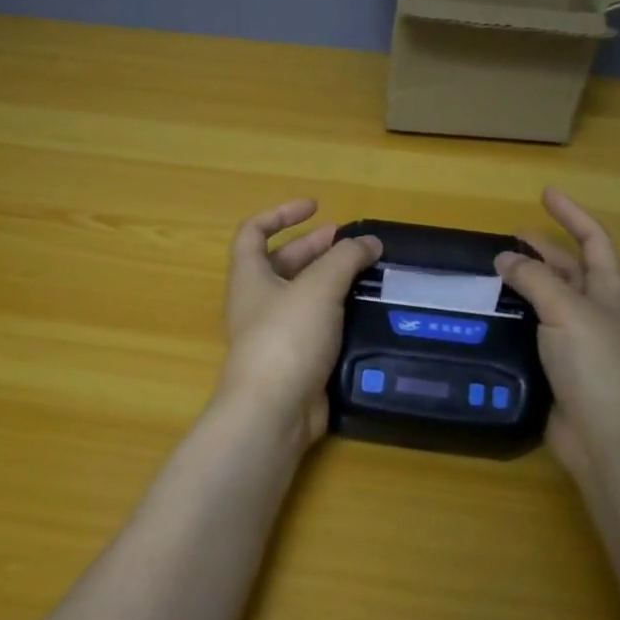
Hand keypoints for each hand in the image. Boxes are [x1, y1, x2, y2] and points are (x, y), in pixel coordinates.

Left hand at [217, 200, 382, 449]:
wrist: (274, 412)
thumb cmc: (287, 337)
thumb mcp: (318, 287)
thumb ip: (346, 259)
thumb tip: (370, 242)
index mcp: (250, 277)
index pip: (254, 232)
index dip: (281, 214)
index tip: (316, 208)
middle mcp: (258, 302)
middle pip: (283, 263)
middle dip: (315, 248)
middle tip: (351, 243)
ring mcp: (276, 333)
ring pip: (304, 296)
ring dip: (332, 281)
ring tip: (368, 274)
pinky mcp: (296, 360)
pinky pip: (317, 327)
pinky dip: (338, 314)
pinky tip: (366, 312)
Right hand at [496, 189, 619, 478]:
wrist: (612, 441)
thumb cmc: (599, 367)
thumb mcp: (568, 311)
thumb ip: (535, 280)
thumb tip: (504, 258)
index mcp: (609, 292)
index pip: (593, 240)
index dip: (572, 214)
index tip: (546, 194)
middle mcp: (597, 313)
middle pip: (570, 270)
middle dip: (542, 250)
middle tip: (507, 239)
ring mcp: (580, 345)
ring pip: (549, 303)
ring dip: (525, 286)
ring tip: (491, 275)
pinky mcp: (560, 373)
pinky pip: (536, 335)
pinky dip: (516, 322)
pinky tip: (492, 320)